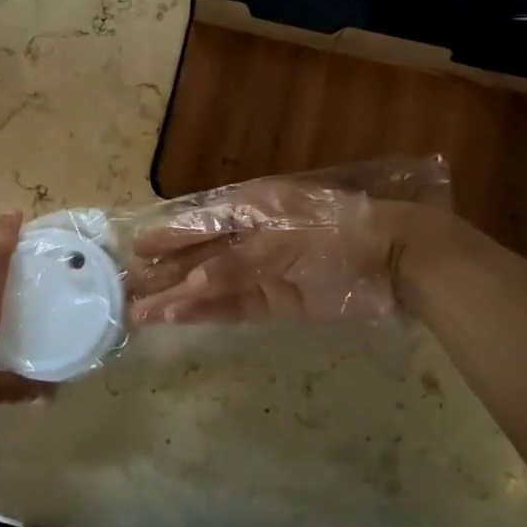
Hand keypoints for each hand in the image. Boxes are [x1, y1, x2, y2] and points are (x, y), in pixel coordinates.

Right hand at [128, 178, 439, 324]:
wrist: (398, 261)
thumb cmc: (339, 233)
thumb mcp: (287, 240)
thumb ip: (238, 262)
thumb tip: (192, 285)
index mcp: (252, 208)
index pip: (200, 223)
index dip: (168, 237)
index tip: (136, 251)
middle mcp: (251, 237)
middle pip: (200, 257)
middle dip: (166, 274)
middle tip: (127, 292)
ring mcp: (264, 271)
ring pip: (211, 285)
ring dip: (179, 298)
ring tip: (141, 314)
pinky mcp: (279, 301)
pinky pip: (235, 306)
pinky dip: (208, 312)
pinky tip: (180, 318)